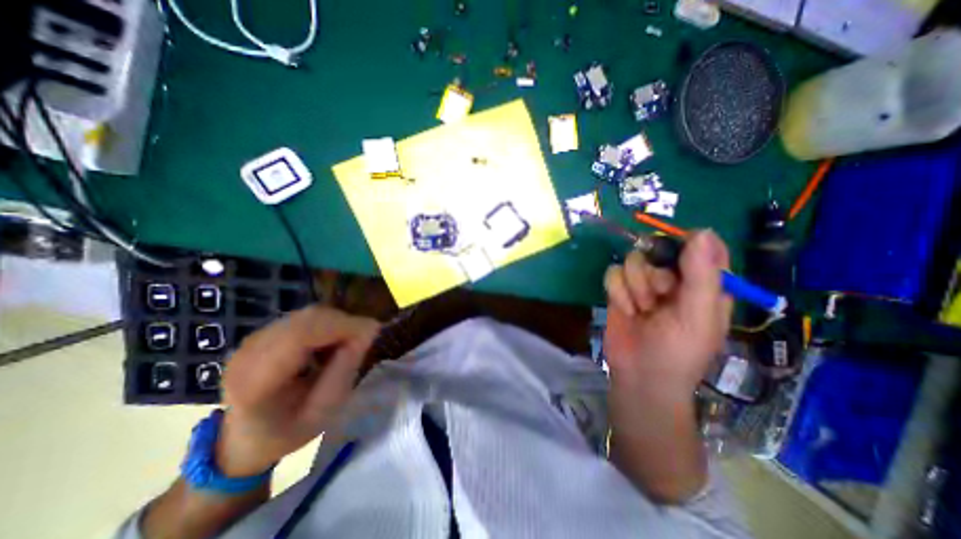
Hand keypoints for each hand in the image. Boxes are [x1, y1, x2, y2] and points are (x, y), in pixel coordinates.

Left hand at [216, 306, 380, 476]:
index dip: (342, 327)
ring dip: (335, 324)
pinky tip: (327, 345)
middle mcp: (248, 354)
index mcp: (256, 383)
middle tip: (362, 341)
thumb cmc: (287, 433)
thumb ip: (345, 370)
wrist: (244, 440)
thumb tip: (369, 331)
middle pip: (308, 319)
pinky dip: (325, 326)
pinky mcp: (260, 334)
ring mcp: (251, 341)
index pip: (301, 335)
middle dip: (344, 324)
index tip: (372, 332)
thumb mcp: (324, 411)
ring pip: (308, 315)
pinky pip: (303, 318)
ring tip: (344, 346)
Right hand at [603, 229, 733, 396]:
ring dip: (634, 287)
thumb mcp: (698, 316)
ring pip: (632, 260)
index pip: (700, 246)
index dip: (686, 245)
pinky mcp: (620, 290)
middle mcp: (673, 277)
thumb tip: (701, 232)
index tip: (674, 260)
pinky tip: (625, 310)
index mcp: (704, 282)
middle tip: (658, 298)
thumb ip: (701, 275)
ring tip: (641, 310)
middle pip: (658, 250)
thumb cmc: (678, 351)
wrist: (639, 374)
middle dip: (653, 275)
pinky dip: (617, 292)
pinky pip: (612, 273)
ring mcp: (643, 283)